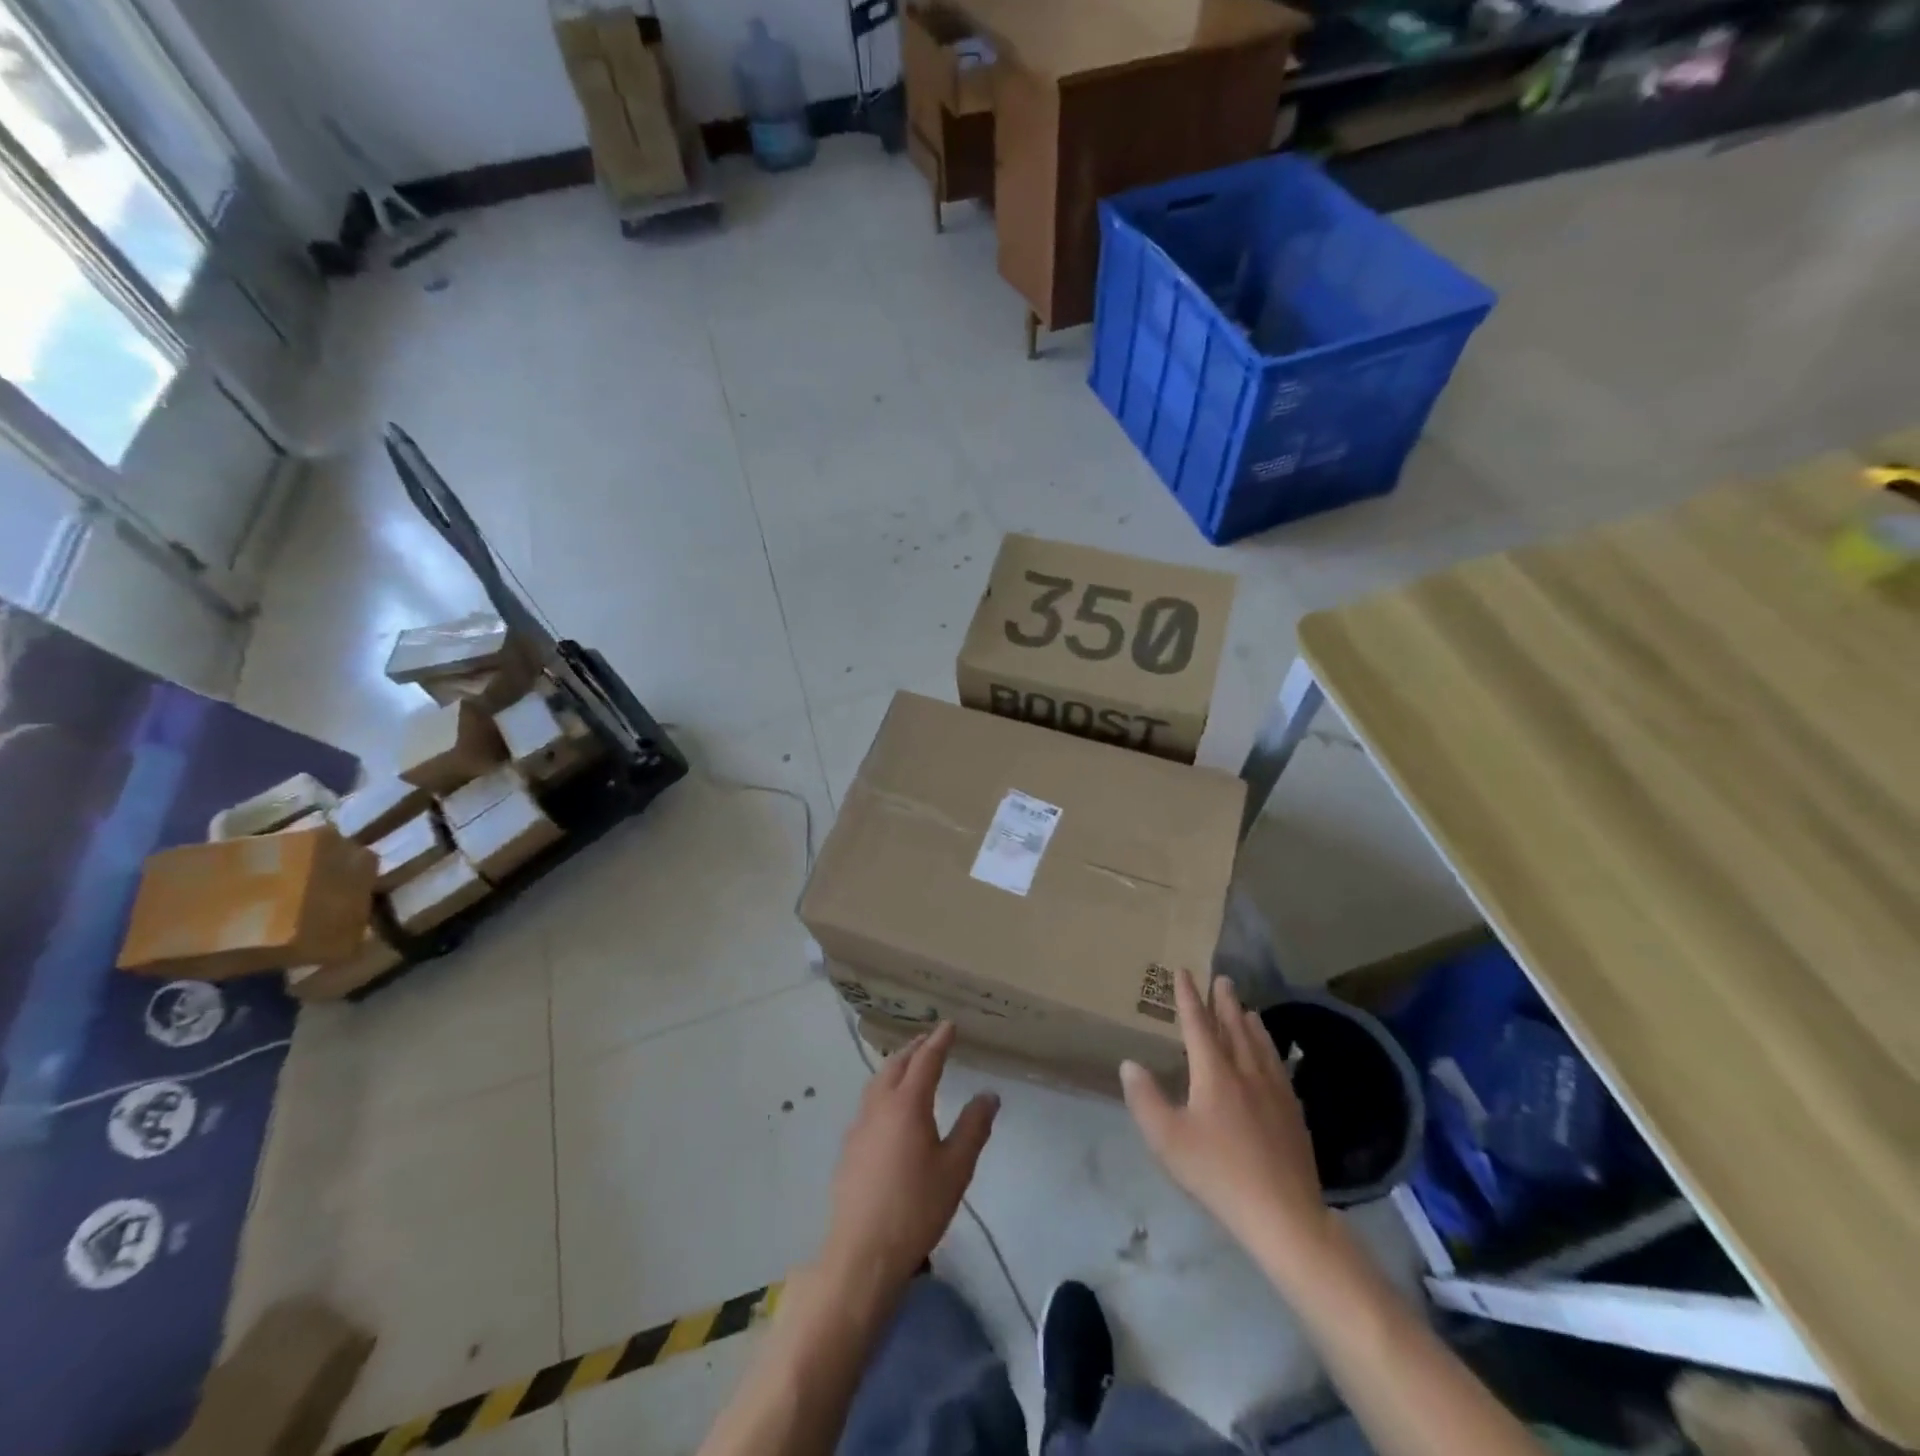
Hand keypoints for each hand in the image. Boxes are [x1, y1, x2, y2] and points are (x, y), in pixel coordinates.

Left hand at [821, 1022, 998, 1293]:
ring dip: (896, 1066)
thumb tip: (989, 1094)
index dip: (939, 1041)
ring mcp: (859, 1126)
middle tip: (930, 1040)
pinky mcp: (849, 1147)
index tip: (949, 1025)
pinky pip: (869, 1103)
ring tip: (910, 1066)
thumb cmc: (916, 1208)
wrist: (862, 1252)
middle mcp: (879, 1105)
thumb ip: (973, 1127)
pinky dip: (883, 1090)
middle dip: (915, 1048)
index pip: (926, 1060)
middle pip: (896, 1064)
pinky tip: (890, 1108)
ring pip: (878, 1082)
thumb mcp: (956, 1168)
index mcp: (907, 1104)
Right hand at [1121, 970, 1334, 1282]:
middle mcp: (1246, 1072)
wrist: (1283, 1213)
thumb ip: (1145, 1099)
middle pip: (1234, 1028)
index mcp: (1214, 1073)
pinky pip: (1280, 1068)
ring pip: (1260, 1045)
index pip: (1198, 1024)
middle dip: (1225, 1002)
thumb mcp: (1167, 1139)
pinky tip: (1274, 1058)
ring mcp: (1275, 1092)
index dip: (1188, 997)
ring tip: (1248, 1009)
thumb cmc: (1217, 1173)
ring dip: (1250, 1023)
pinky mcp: (1293, 1113)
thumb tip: (1129, 1064)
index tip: (1184, 972)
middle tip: (1222, 979)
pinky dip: (1271, 1050)